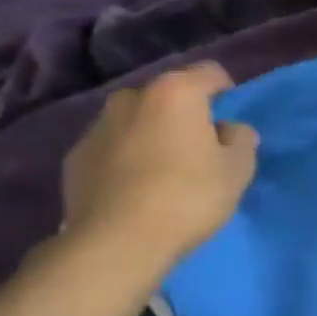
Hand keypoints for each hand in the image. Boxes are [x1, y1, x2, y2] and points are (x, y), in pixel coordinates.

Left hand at [60, 62, 258, 266]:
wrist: (116, 243)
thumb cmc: (189, 196)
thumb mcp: (238, 169)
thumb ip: (241, 139)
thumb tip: (230, 130)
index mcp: (175, 92)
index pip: (210, 72)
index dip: (227, 92)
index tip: (231, 122)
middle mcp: (131, 98)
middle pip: (168, 94)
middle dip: (184, 113)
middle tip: (199, 148)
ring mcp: (97, 127)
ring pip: (136, 120)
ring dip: (152, 133)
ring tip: (164, 170)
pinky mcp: (75, 158)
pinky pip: (112, 147)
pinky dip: (126, 157)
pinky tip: (137, 188)